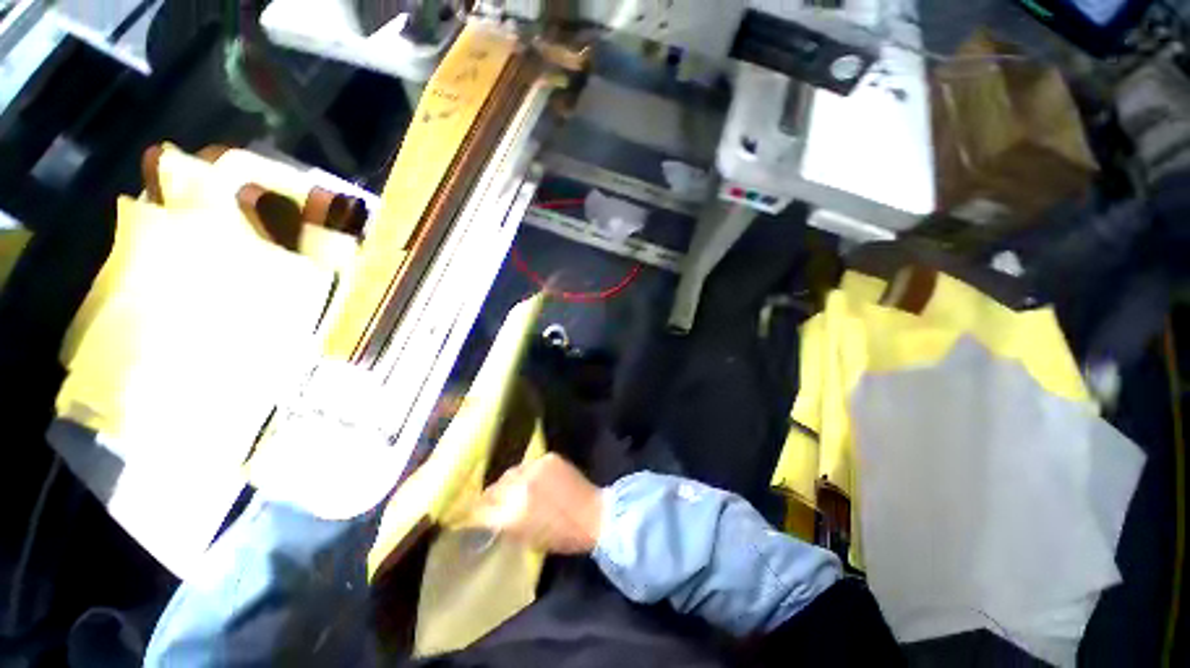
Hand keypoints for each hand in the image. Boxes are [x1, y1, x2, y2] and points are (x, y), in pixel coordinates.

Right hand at [464, 453, 603, 554]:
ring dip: (511, 481)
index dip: (477, 511)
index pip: (480, 509)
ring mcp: (534, 469)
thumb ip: (504, 525)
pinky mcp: (548, 458)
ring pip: (511, 472)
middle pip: (494, 487)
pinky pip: (530, 464)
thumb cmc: (561, 536)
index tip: (477, 512)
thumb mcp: (525, 539)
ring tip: (519, 487)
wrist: (593, 515)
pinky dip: (530, 472)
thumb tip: (489, 515)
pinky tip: (538, 479)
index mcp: (511, 515)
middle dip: (493, 495)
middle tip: (499, 500)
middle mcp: (519, 488)